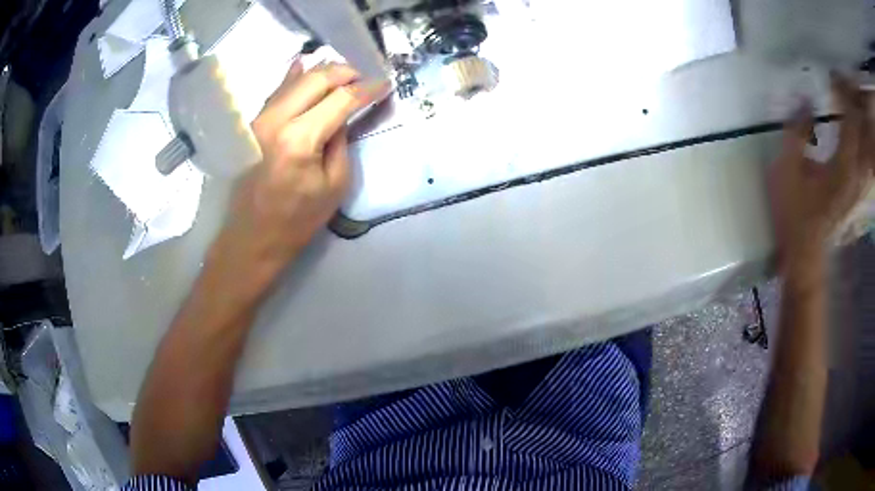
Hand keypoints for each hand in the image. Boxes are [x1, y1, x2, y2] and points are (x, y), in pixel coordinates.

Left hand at [209, 60, 388, 297]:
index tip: (385, 84)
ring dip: (323, 72)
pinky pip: (275, 91)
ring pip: (296, 79)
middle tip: (364, 78)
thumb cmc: (296, 220)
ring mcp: (258, 119)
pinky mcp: (250, 124)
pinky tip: (304, 66)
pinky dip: (293, 77)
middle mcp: (276, 120)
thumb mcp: (335, 185)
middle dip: (346, 72)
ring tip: (344, 75)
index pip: (341, 99)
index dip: (367, 89)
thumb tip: (343, 113)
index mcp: (300, 139)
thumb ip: (341, 141)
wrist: (252, 238)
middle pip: (318, 78)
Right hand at [769, 75, 873, 270]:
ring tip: (845, 106)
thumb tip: (803, 97)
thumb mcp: (787, 168)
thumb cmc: (794, 214)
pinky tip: (849, 133)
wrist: (803, 255)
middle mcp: (855, 175)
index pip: (850, 121)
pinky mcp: (853, 191)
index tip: (832, 78)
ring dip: (855, 125)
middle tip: (839, 87)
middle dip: (851, 107)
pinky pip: (860, 159)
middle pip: (859, 133)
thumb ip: (796, 131)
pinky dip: (856, 142)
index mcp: (843, 167)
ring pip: (862, 148)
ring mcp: (856, 186)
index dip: (842, 95)